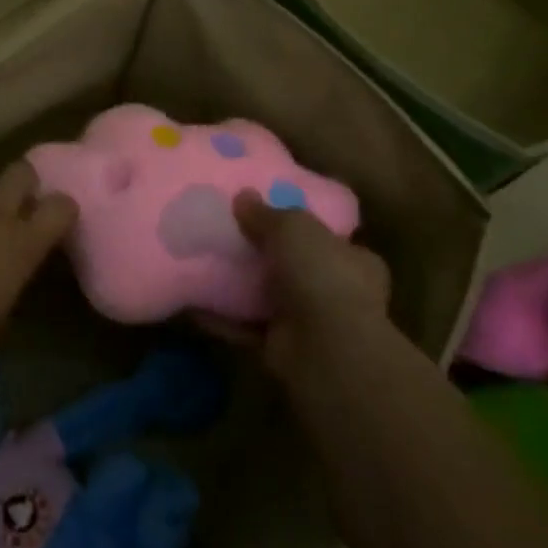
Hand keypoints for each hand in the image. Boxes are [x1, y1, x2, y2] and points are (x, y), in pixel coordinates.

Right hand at [219, 191, 391, 389]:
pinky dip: (222, 316)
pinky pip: (245, 326)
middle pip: (294, 267)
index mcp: (354, 260)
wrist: (326, 350)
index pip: (328, 239)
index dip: (300, 227)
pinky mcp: (282, 347)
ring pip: (268, 297)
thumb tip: (243, 196)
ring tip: (202, 262)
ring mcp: (310, 323)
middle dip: (264, 255)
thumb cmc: (322, 275)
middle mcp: (337, 292)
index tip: (268, 214)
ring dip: (239, 286)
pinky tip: (192, 300)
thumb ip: (266, 213)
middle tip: (228, 234)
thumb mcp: (293, 227)